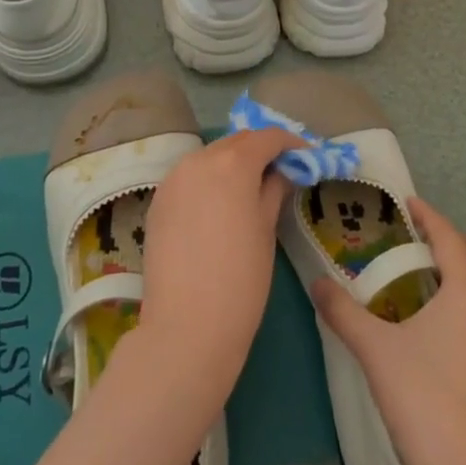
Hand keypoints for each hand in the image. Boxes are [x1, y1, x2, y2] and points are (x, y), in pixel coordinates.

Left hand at [138, 128, 304, 389]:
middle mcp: (198, 160)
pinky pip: (190, 177)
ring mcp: (172, 179)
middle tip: (283, 171)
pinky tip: (221, 205)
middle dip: (261, 150)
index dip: (291, 144)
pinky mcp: (158, 201)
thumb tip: (282, 172)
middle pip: (236, 142)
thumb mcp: (267, 229)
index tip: (307, 158)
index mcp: (232, 163)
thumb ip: (274, 189)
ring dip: (233, 163)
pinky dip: (209, 180)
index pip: (268, 137)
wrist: (186, 327)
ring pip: (210, 157)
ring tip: (252, 188)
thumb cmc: (241, 279)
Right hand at [310, 198, 465, 464]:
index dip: (429, 216)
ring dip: (462, 272)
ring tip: (425, 281)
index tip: (408, 204)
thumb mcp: (375, 351)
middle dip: (452, 240)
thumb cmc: (423, 400)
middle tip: (417, 241)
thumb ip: (343, 313)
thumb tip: (317, 284)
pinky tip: (441, 330)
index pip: (450, 237)